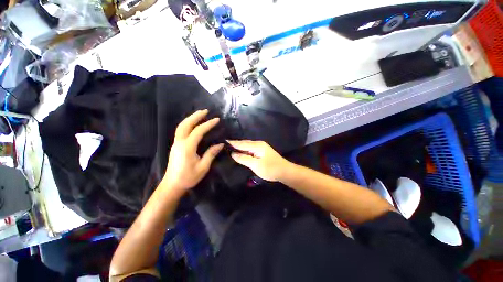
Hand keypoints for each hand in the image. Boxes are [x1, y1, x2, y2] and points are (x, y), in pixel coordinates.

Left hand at [163, 109, 223, 193]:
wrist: (172, 185)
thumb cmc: (189, 177)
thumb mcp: (203, 167)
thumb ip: (211, 154)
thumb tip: (220, 144)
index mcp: (187, 147)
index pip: (198, 131)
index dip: (208, 124)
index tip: (216, 119)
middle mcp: (180, 143)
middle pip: (186, 124)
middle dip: (195, 116)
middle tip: (205, 110)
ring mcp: (176, 144)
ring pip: (181, 126)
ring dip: (190, 119)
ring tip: (200, 114)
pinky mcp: (175, 146)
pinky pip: (181, 131)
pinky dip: (187, 124)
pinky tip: (193, 124)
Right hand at [228, 140, 290, 181]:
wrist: (285, 172)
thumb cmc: (270, 168)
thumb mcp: (255, 165)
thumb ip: (244, 159)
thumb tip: (233, 154)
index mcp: (257, 145)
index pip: (242, 143)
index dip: (233, 143)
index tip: (223, 141)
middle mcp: (259, 144)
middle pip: (245, 143)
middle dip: (236, 144)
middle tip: (225, 144)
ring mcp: (261, 148)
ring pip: (248, 146)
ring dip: (240, 147)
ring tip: (230, 147)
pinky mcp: (262, 152)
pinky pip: (251, 149)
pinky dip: (245, 150)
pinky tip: (241, 153)